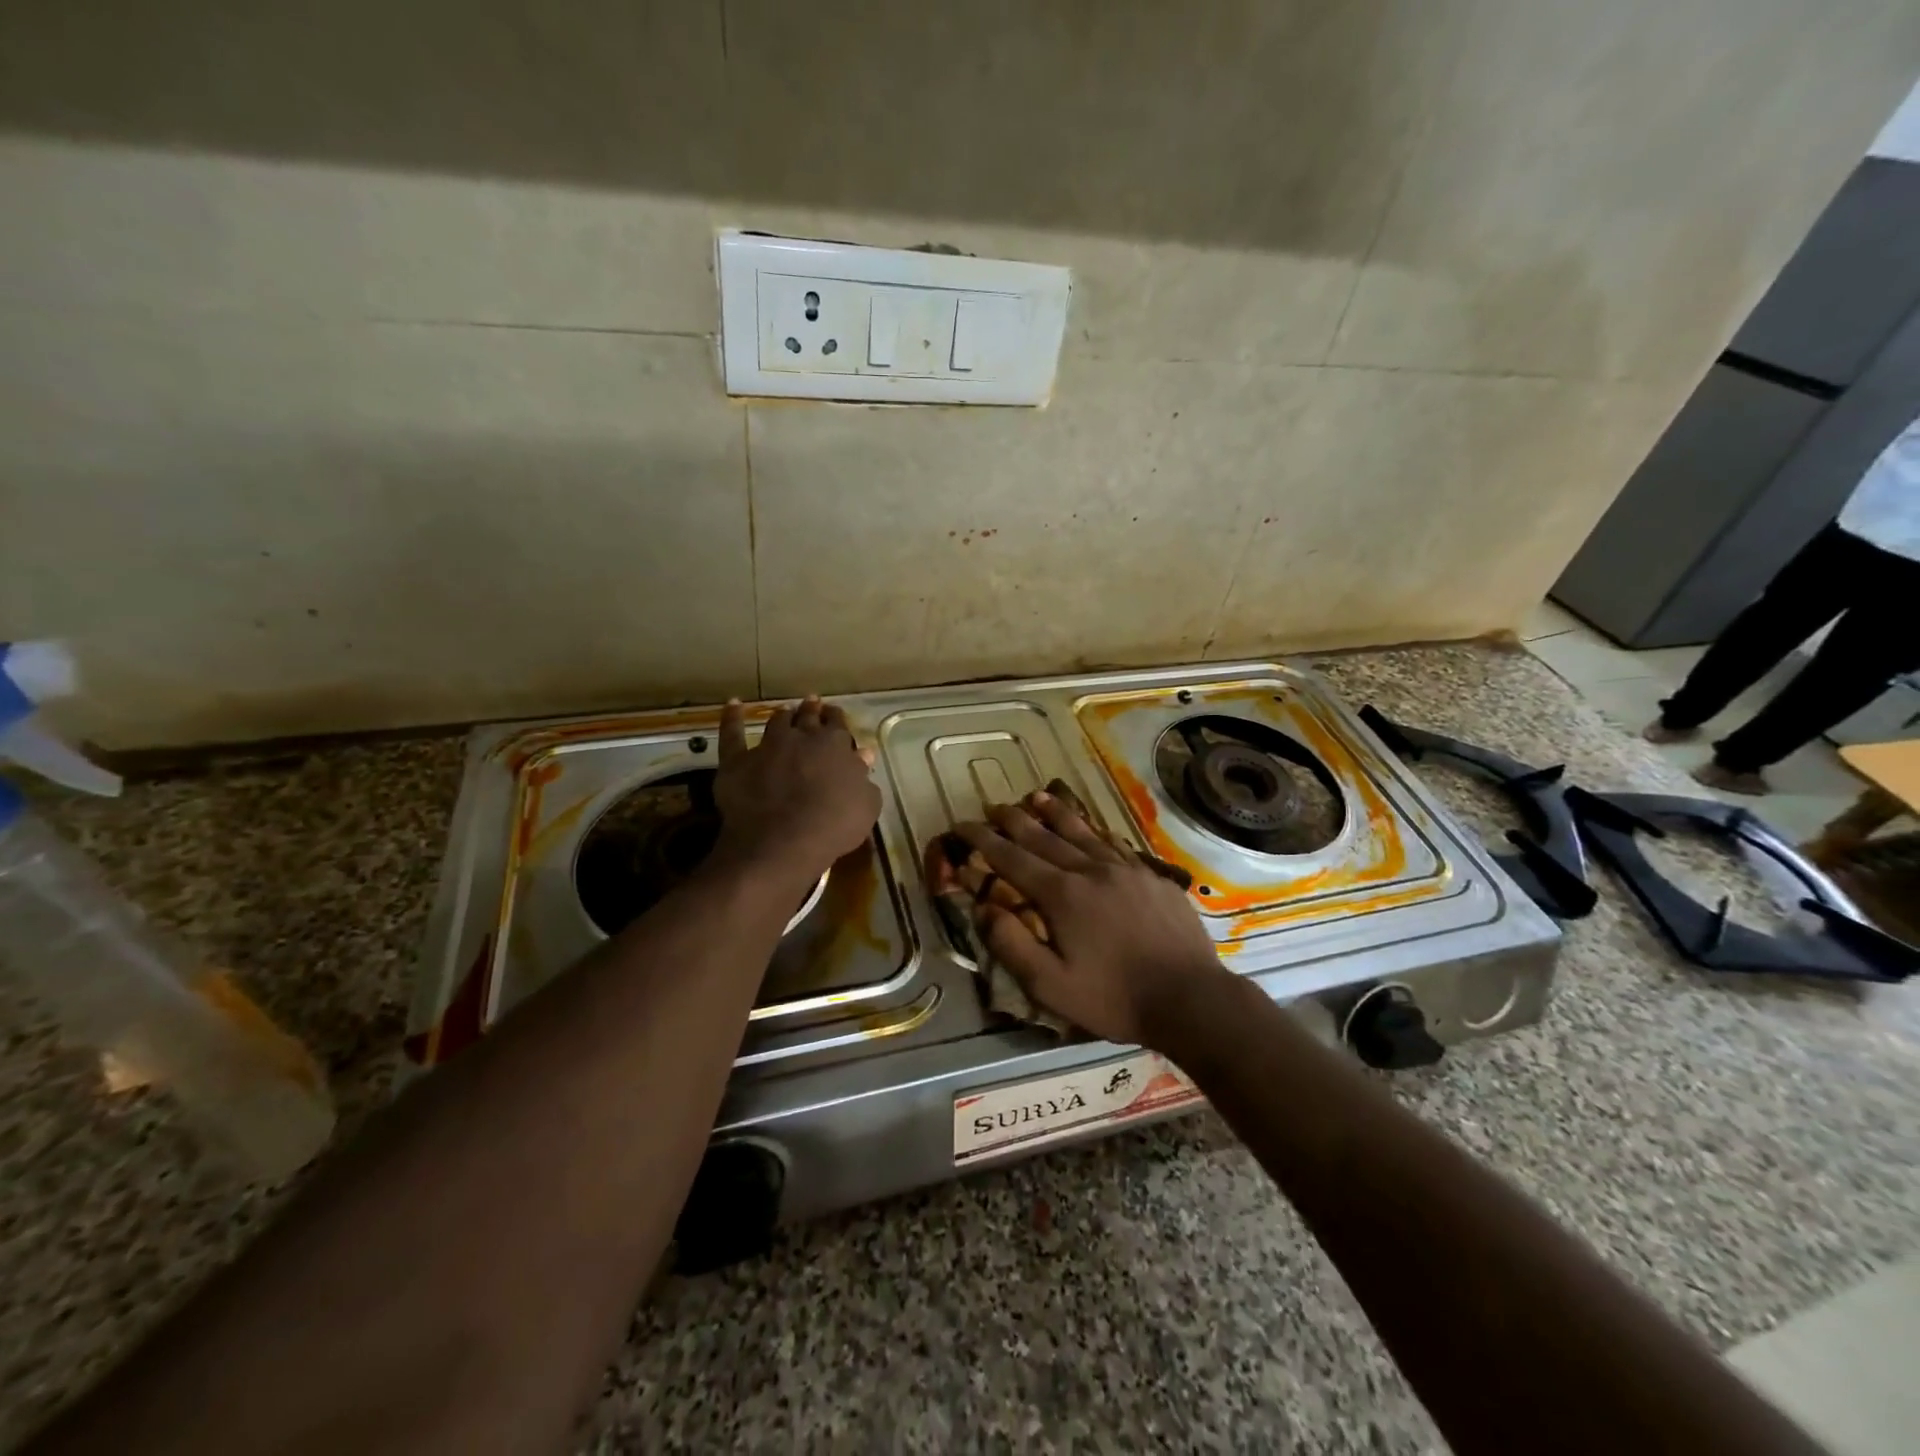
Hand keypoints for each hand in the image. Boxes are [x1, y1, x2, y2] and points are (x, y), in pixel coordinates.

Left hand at [715, 696, 880, 876]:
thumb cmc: (833, 826)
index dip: (836, 719)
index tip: (835, 715)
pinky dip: (732, 717)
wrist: (783, 842)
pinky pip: (732, 734)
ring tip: (785, 710)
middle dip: (812, 709)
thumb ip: (864, 778)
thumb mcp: (866, 805)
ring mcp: (768, 746)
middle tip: (812, 702)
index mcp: (835, 746)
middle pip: (808, 717)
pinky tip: (733, 704)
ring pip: (776, 722)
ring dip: (783, 714)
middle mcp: (802, 737)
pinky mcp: (738, 761)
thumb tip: (863, 755)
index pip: (838, 725)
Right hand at [956, 793, 1227, 1046]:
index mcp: (1062, 895)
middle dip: (1015, 820)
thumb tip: (983, 908)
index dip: (984, 840)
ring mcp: (1125, 870)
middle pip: (1045, 836)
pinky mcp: (1151, 877)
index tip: (963, 825)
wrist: (1191, 998)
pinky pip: (1114, 844)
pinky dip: (1094, 831)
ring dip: (1056, 813)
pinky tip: (1092, 828)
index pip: (1012, 858)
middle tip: (994, 806)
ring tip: (1038, 796)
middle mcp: (1090, 870)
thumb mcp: (1051, 986)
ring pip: (1082, 832)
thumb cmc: (1115, 998)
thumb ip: (1012, 946)